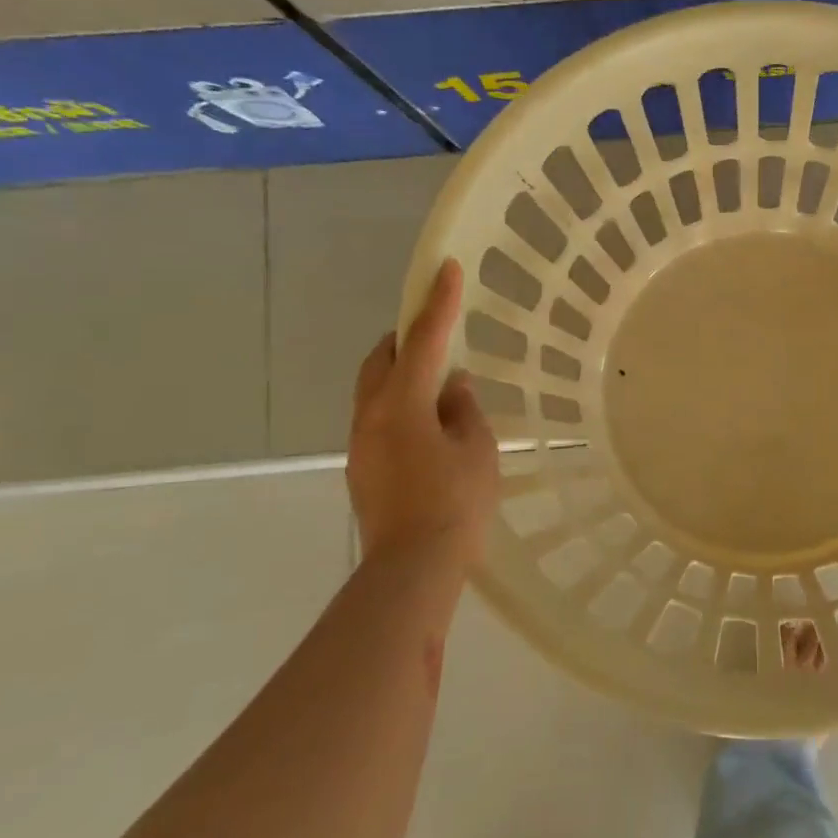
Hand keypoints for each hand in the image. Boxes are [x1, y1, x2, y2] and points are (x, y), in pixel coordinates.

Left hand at [347, 258, 499, 569]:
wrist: (412, 567)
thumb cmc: (455, 502)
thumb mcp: (477, 449)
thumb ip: (464, 410)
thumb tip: (452, 387)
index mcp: (402, 404)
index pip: (423, 340)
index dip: (438, 303)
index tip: (446, 269)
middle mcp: (371, 416)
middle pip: (381, 360)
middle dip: (406, 338)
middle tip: (435, 332)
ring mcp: (361, 444)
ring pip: (375, 391)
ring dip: (402, 375)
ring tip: (438, 384)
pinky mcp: (363, 469)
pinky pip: (379, 419)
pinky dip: (401, 406)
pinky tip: (429, 426)